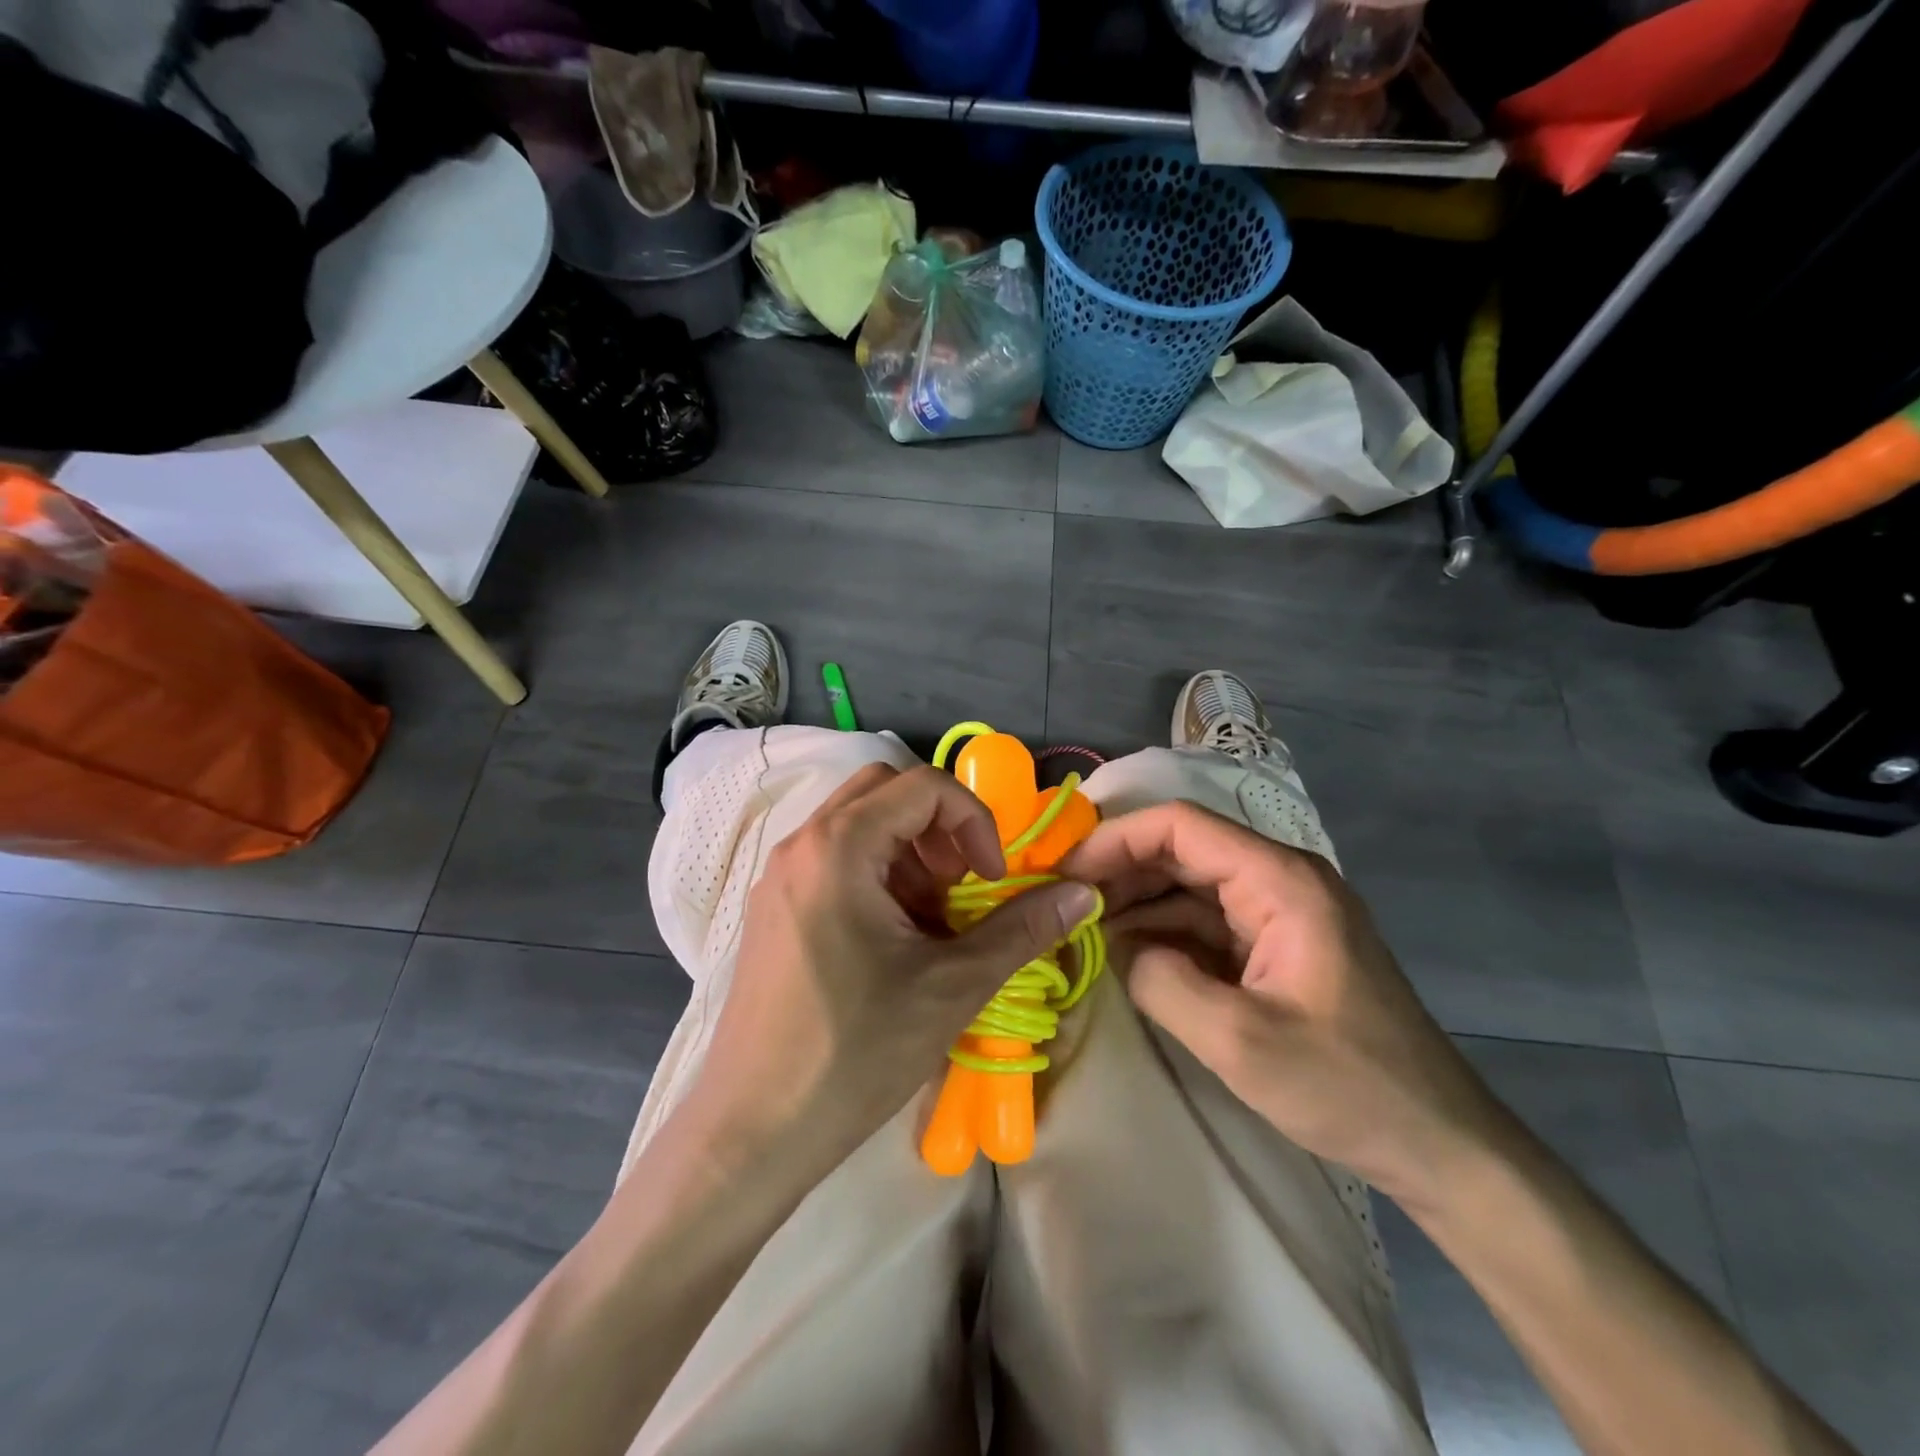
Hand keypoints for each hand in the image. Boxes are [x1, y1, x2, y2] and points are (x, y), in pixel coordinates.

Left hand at [688, 763, 1098, 1168]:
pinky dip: (877, 874)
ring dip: (909, 853)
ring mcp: (780, 875)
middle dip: (939, 827)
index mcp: (839, 846)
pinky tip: (893, 941)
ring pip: (859, 823)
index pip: (924, 785)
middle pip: (886, 790)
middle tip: (962, 886)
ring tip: (932, 921)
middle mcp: (801, 844)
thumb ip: (1021, 929)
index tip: (991, 879)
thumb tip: (1082, 893)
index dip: (974, 821)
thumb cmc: (856, 1052)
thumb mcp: (952, 986)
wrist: (753, 1129)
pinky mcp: (774, 907)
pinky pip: (834, 858)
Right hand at [1063, 801, 1503, 1207]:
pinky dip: (1164, 934)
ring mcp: (1281, 913)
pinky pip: (1207, 923)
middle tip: (1063, 903)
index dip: (1116, 839)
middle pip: (1183, 850)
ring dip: (1138, 903)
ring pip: (1190, 886)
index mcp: (1281, 881)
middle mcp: (1280, 880)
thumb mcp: (1239, 1041)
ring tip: (1083, 929)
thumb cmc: (1347, 1086)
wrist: (1439, 1144)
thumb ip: (1161, 981)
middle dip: (1120, 871)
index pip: (1181, 826)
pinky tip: (1127, 955)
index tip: (1065, 872)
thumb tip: (1115, 946)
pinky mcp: (1277, 947)